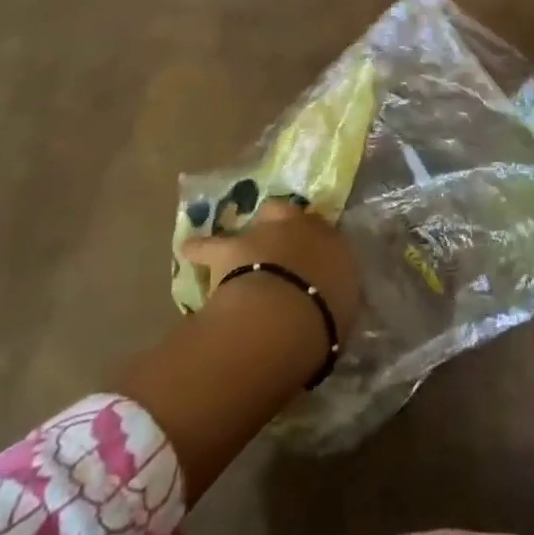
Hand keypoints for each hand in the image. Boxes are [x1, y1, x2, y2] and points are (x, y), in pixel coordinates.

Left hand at [180, 199, 362, 340]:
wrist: (285, 315)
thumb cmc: (324, 320)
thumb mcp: (344, 313)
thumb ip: (336, 301)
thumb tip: (329, 304)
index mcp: (334, 245)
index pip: (327, 237)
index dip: (316, 248)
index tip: (312, 262)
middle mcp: (301, 228)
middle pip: (291, 214)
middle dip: (284, 224)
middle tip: (279, 244)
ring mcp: (264, 232)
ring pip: (255, 221)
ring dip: (249, 233)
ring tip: (241, 244)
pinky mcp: (231, 247)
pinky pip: (209, 246)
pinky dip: (199, 249)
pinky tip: (189, 251)